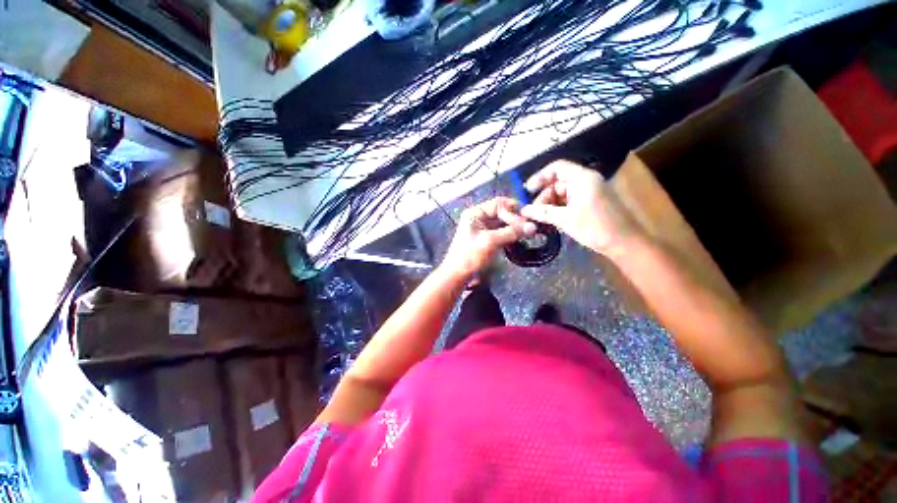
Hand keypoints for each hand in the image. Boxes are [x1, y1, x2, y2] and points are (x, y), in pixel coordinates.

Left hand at [441, 197, 536, 278]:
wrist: (458, 275)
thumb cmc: (471, 256)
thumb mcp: (491, 241)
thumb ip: (511, 232)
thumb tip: (533, 227)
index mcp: (475, 213)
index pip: (499, 205)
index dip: (513, 212)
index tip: (527, 223)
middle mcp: (479, 217)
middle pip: (502, 212)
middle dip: (516, 219)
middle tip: (530, 228)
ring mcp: (483, 228)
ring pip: (503, 222)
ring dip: (515, 227)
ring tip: (528, 233)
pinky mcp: (487, 238)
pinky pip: (502, 231)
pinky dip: (511, 234)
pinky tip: (520, 238)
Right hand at [520, 160, 642, 257]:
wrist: (625, 243)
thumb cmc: (595, 227)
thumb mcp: (565, 219)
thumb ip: (542, 212)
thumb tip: (523, 210)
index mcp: (582, 178)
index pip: (556, 168)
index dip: (540, 177)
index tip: (527, 191)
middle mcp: (586, 181)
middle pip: (558, 183)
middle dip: (544, 197)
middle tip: (533, 214)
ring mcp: (590, 192)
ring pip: (563, 194)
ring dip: (550, 205)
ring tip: (541, 220)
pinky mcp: (592, 203)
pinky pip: (570, 201)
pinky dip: (559, 209)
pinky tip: (552, 221)